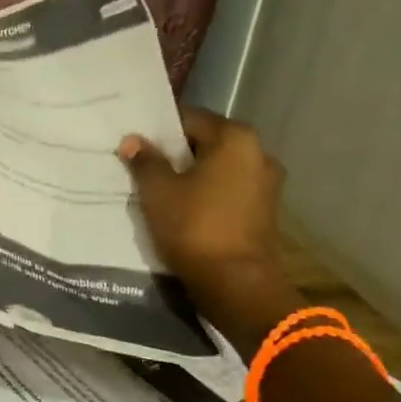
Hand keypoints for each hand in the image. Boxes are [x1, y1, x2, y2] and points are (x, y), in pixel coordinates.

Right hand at [119, 108, 301, 354]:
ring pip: (218, 167)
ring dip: (192, 174)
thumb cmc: (194, 226)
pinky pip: (228, 189)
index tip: (136, 143)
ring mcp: (266, 182)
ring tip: (161, 188)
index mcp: (235, 138)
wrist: (235, 283)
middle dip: (176, 152)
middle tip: (143, 165)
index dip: (158, 129)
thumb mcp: (158, 191)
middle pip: (206, 142)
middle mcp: (258, 152)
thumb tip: (133, 140)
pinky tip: (184, 207)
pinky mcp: (265, 209)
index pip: (189, 118)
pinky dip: (207, 192)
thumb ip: (145, 161)